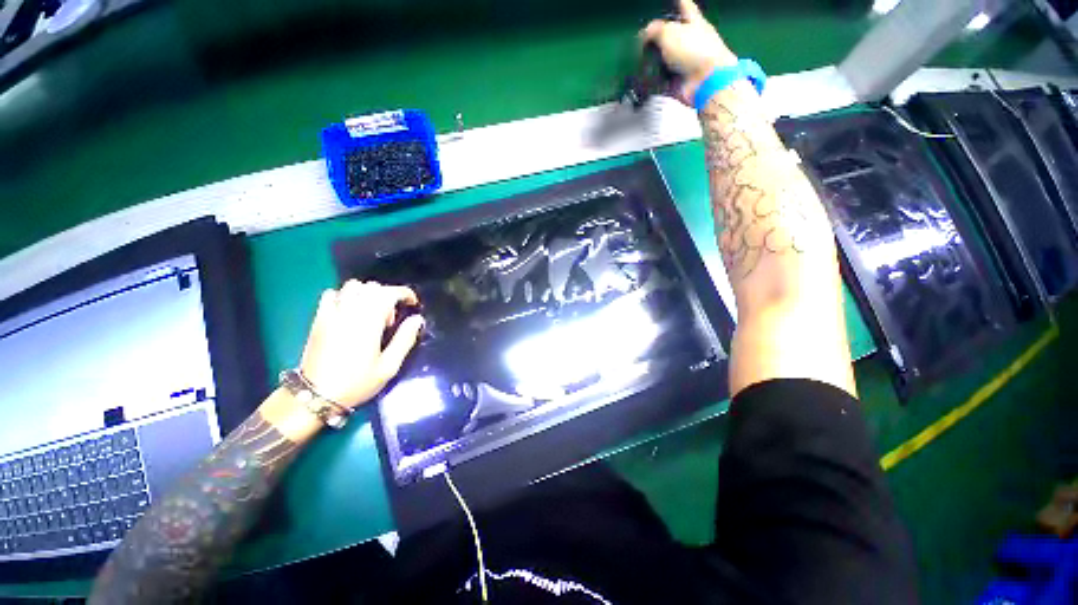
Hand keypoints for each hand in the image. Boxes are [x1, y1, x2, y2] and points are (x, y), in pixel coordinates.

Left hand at [300, 280, 423, 407]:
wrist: (316, 395)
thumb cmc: (357, 382)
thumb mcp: (389, 366)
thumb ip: (405, 339)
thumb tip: (417, 319)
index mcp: (369, 322)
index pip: (389, 292)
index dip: (405, 293)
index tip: (413, 304)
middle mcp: (350, 312)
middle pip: (372, 287)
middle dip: (388, 296)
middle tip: (391, 319)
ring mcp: (331, 313)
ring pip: (352, 286)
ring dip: (367, 293)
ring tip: (371, 313)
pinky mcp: (319, 319)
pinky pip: (331, 294)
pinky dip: (344, 296)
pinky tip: (349, 311)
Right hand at [640, 0, 737, 104]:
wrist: (704, 81)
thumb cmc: (692, 50)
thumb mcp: (669, 32)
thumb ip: (654, 30)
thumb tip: (644, 35)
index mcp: (694, 22)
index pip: (685, 7)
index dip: (679, 2)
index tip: (673, 1)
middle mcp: (690, 41)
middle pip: (672, 35)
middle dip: (659, 36)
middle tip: (643, 38)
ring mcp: (684, 64)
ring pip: (664, 59)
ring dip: (652, 60)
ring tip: (637, 60)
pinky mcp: (678, 82)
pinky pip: (660, 80)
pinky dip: (652, 81)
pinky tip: (641, 80)